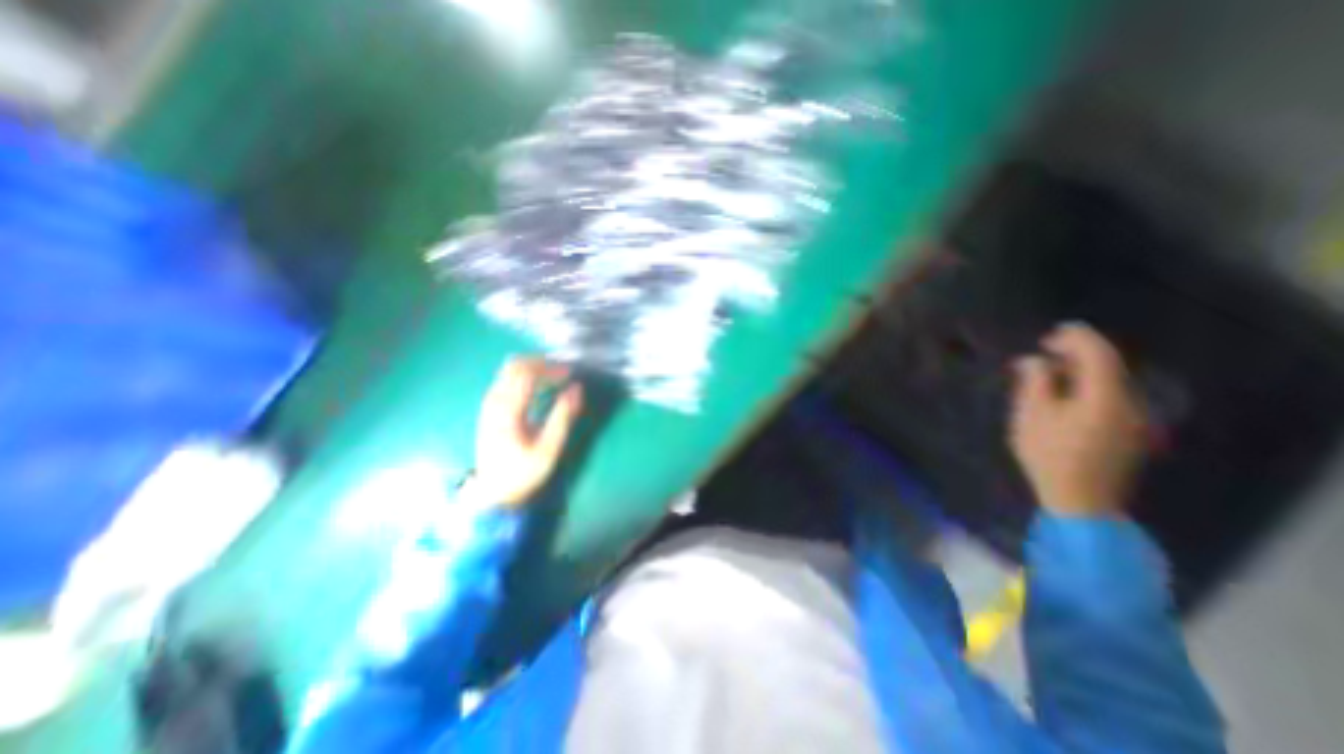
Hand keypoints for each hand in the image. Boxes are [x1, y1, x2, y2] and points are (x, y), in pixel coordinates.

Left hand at [469, 357, 584, 505]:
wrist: (494, 491)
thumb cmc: (524, 471)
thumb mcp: (549, 449)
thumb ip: (563, 417)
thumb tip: (577, 389)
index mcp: (507, 412)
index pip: (526, 374)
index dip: (549, 368)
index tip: (569, 372)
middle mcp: (494, 403)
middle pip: (514, 366)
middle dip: (541, 363)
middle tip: (562, 371)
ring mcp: (489, 404)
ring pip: (507, 371)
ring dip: (532, 368)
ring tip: (554, 376)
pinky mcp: (489, 408)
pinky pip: (505, 379)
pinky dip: (524, 376)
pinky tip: (537, 385)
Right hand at [1013, 325, 1148, 516]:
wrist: (1080, 500)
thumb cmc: (1049, 455)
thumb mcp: (1031, 416)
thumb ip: (1035, 383)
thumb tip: (1033, 360)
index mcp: (1104, 397)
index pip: (1099, 355)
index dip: (1077, 338)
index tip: (1052, 332)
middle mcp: (1129, 403)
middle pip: (1109, 367)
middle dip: (1078, 353)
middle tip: (1045, 351)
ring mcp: (1134, 420)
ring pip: (1111, 382)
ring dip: (1082, 371)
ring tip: (1050, 372)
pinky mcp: (1130, 432)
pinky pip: (1112, 397)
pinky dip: (1089, 387)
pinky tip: (1066, 395)